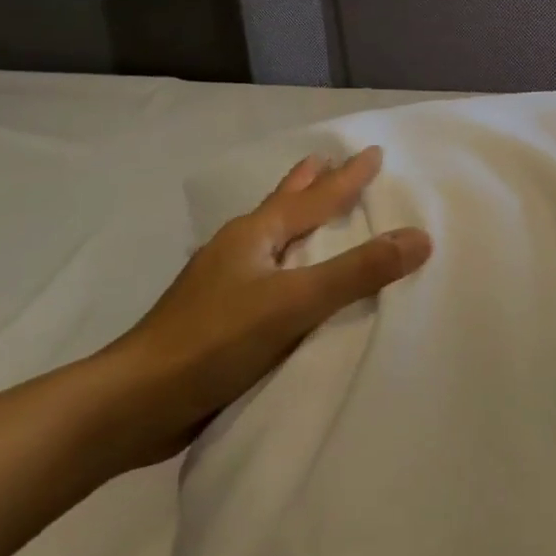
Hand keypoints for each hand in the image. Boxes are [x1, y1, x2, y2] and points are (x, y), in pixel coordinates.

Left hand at [93, 147, 431, 467]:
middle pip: (281, 204)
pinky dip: (285, 261)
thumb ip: (357, 271)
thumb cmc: (215, 340)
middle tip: (328, 160)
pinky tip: (284, 278)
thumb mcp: (295, 302)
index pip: (314, 196)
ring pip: (269, 237)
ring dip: (294, 219)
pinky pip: (263, 273)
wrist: (135, 403)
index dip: (347, 176)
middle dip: (308, 182)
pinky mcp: (216, 316)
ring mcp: (221, 283)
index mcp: (255, 234)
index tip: (373, 152)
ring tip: (311, 209)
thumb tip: (419, 237)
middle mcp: (237, 249)